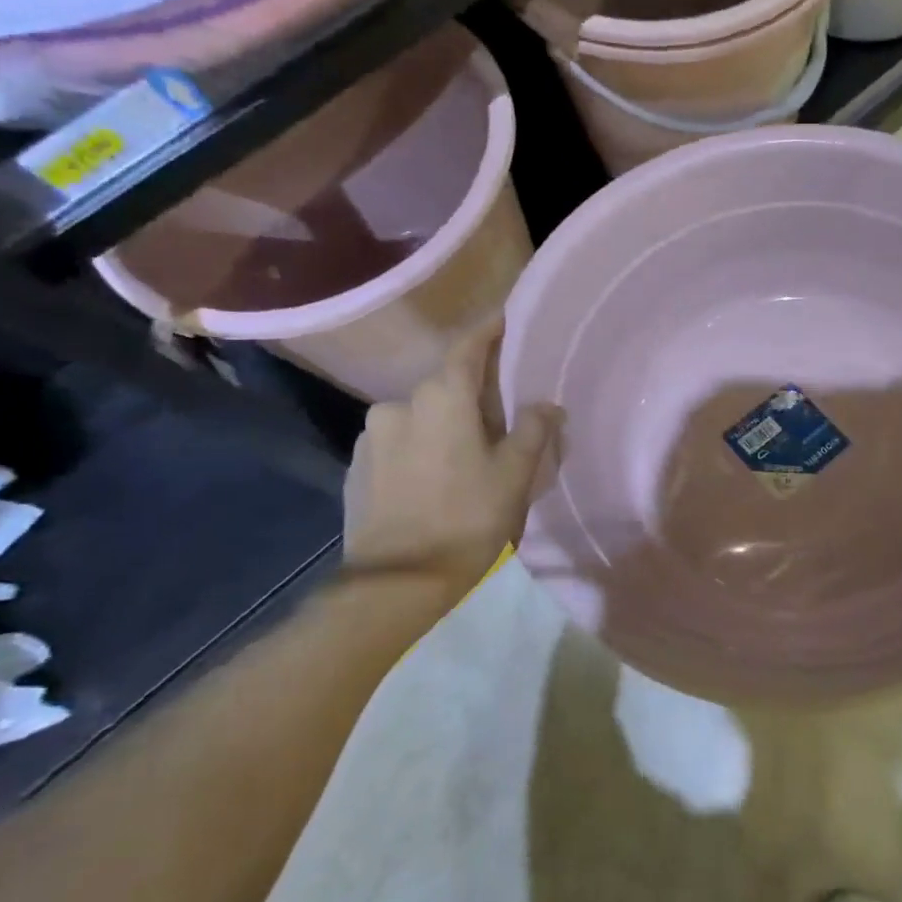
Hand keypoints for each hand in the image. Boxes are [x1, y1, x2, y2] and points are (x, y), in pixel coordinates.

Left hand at [342, 315, 559, 586]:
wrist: (397, 583)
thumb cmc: (467, 519)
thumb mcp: (514, 475)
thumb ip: (532, 430)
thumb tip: (545, 404)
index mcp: (441, 398)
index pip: (467, 348)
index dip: (488, 331)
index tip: (505, 319)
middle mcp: (399, 404)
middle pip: (444, 386)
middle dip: (471, 394)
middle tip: (500, 417)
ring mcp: (371, 436)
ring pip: (419, 416)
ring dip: (443, 424)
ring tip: (466, 455)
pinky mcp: (357, 467)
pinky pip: (398, 443)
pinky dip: (420, 448)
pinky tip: (435, 478)